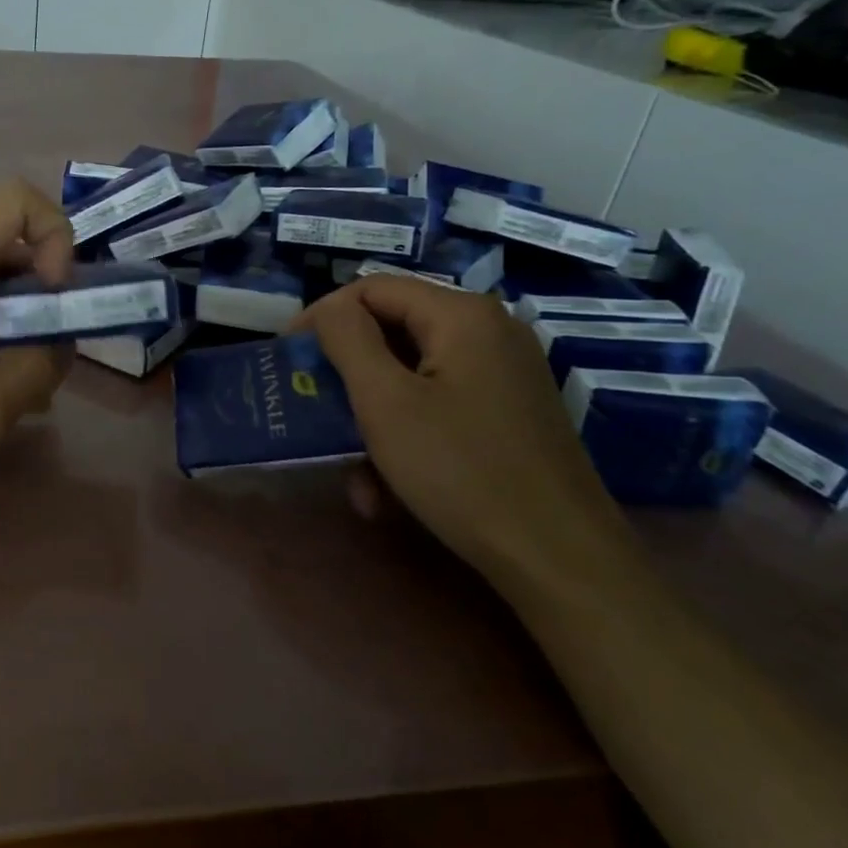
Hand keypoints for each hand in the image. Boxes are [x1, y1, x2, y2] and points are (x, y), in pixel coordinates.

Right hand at [296, 275, 631, 583]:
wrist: (560, 557)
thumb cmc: (460, 470)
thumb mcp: (386, 402)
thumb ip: (348, 340)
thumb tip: (330, 309)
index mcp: (461, 315)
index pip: (371, 289)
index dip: (321, 317)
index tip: (287, 358)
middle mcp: (488, 332)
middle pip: (392, 330)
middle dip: (346, 375)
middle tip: (311, 407)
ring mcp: (503, 374)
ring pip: (412, 376)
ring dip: (371, 417)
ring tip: (350, 468)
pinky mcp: (508, 414)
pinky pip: (439, 406)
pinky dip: (405, 436)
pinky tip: (386, 490)